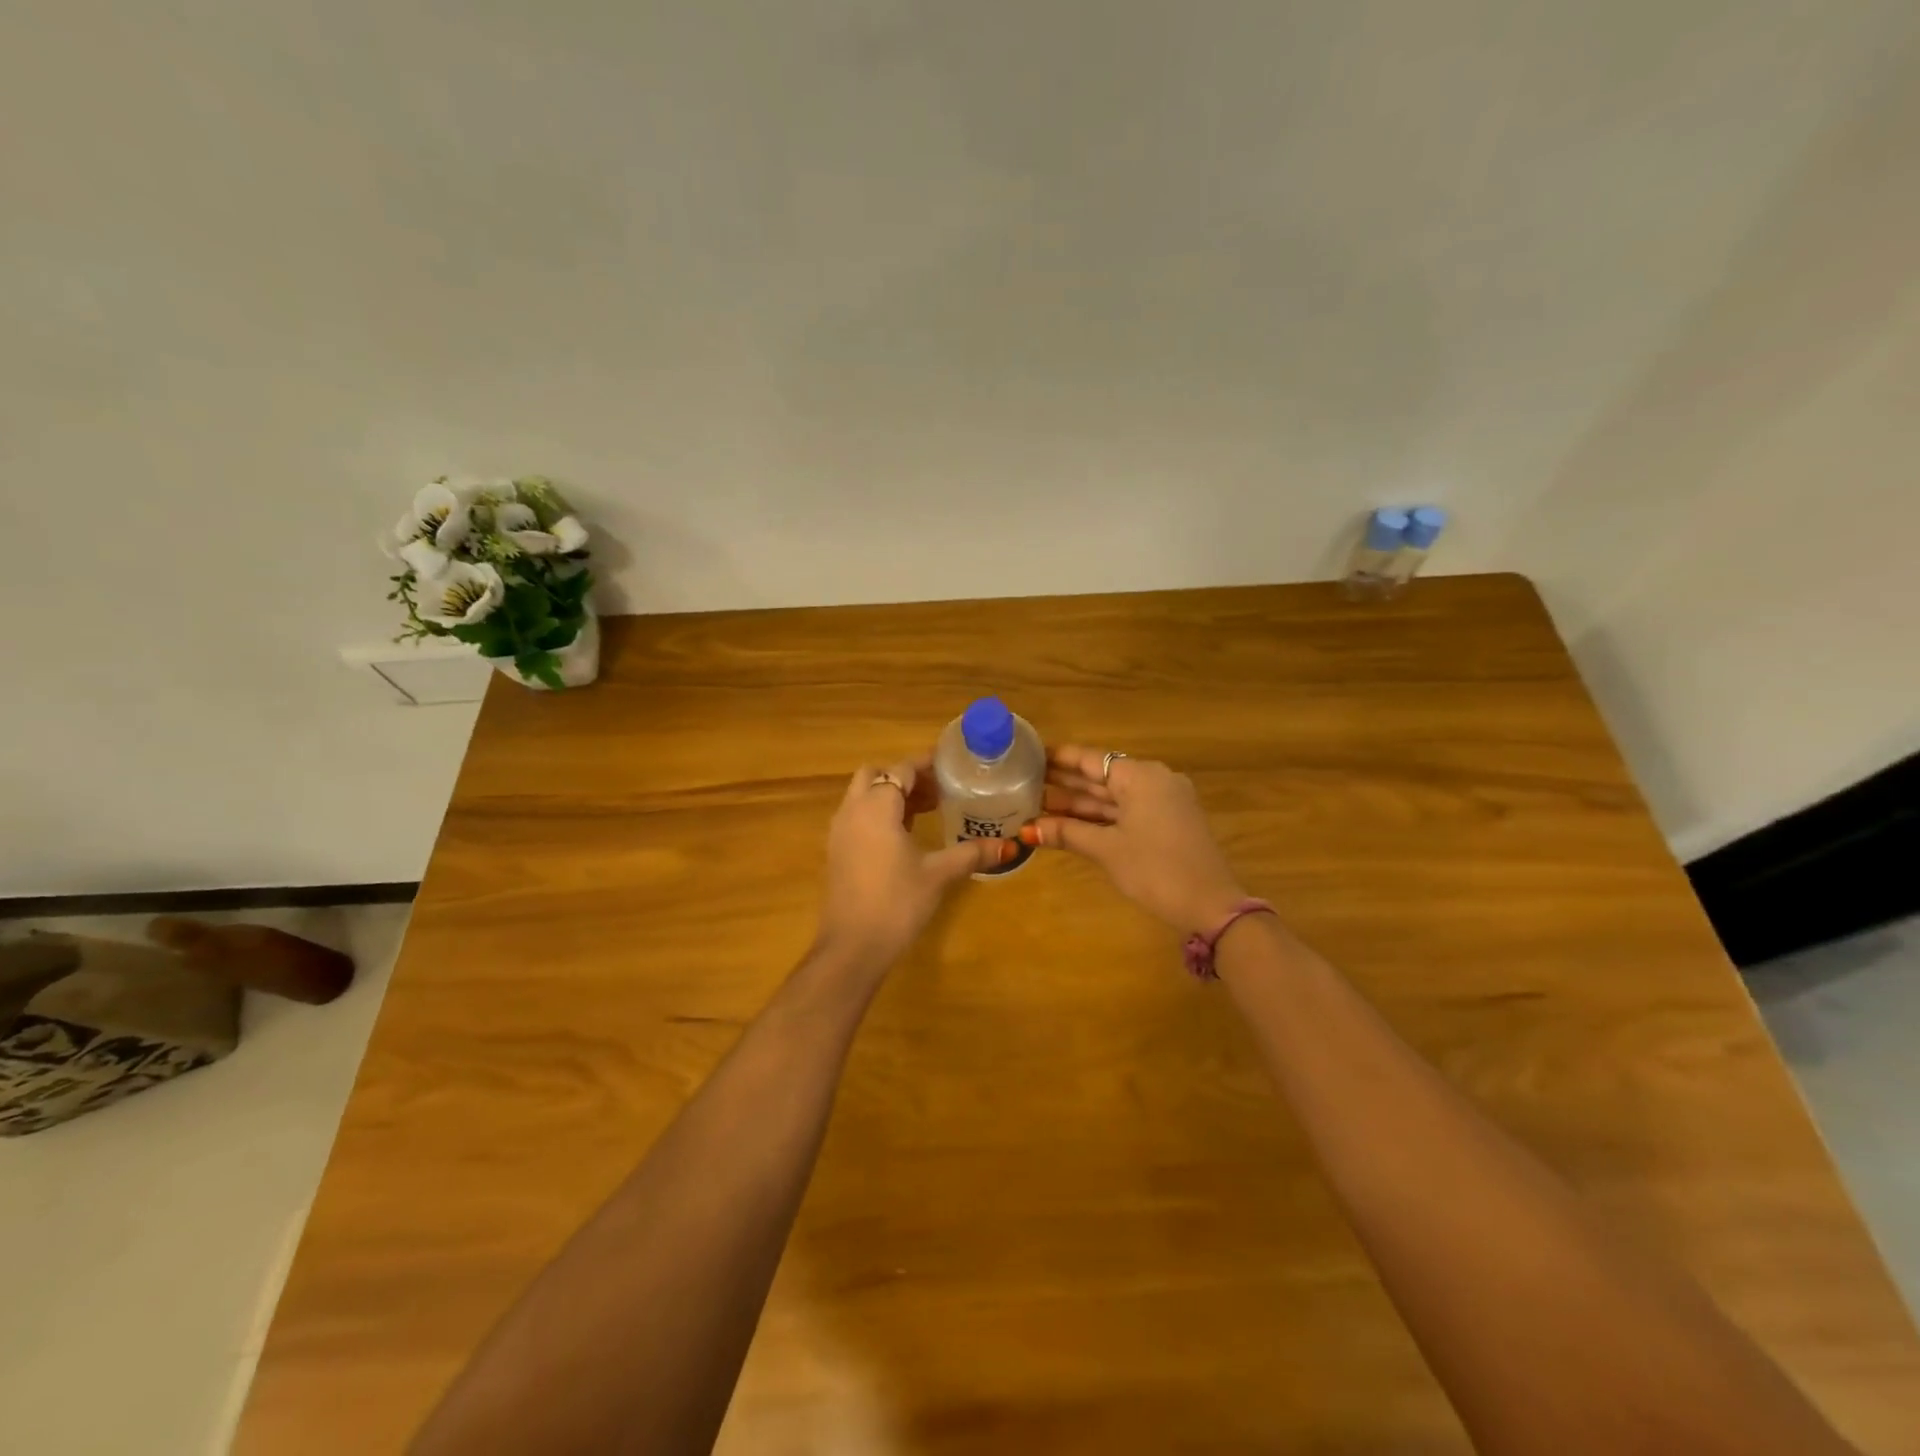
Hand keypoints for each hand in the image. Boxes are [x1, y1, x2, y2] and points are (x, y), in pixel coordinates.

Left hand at [814, 759, 1014, 972]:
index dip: (925, 765)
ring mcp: (840, 832)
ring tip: (928, 808)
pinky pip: (857, 816)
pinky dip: (879, 813)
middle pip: (875, 775)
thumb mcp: (938, 875)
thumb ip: (971, 854)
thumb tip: (1009, 846)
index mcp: (876, 807)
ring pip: (863, 796)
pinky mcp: (837, 852)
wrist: (852, 947)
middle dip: (904, 776)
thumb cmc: (897, 903)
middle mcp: (852, 811)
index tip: (951, 765)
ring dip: (891, 795)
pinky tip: (906, 835)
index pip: (900, 770)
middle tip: (937, 788)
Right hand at [1020, 745, 1250, 936]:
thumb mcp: (1107, 850)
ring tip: (1038, 804)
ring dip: (1080, 803)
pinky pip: (1127, 810)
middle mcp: (1154, 779)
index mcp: (1140, 776)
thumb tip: (1027, 829)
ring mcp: (1164, 801)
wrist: (1211, 905)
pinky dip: (1101, 816)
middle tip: (1024, 783)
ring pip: (1114, 796)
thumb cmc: (1155, 869)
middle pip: (1101, 776)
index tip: (1028, 756)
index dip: (1058, 758)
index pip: (1090, 758)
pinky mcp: (1168, 821)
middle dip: (1065, 783)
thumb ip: (1067, 833)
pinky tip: (1072, 822)